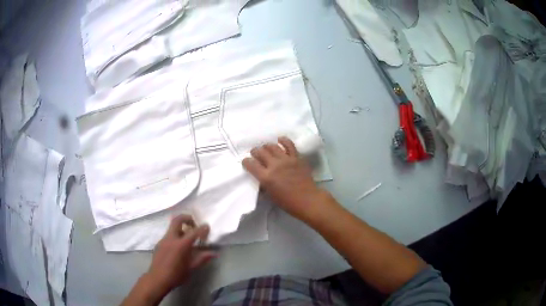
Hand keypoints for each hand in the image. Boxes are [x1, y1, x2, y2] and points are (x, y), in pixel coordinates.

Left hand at [144, 215, 215, 297]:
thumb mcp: (191, 268)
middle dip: (187, 218)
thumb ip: (202, 258)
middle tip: (194, 224)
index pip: (194, 232)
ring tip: (188, 237)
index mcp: (181, 245)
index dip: (202, 228)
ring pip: (172, 227)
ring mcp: (163, 240)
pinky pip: (169, 235)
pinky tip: (179, 246)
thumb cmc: (176, 275)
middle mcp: (171, 238)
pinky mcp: (159, 243)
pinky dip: (176, 235)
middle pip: (177, 220)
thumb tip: (214, 253)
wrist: (158, 279)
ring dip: (181, 227)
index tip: (207, 226)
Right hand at [242, 137, 327, 220]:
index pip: (251, 164)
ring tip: (265, 148)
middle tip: (255, 154)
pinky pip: (289, 144)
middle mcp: (274, 166)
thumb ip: (264, 183)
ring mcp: (286, 160)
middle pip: (260, 152)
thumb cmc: (287, 202)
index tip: (246, 162)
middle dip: (255, 152)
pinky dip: (283, 140)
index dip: (246, 161)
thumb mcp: (270, 195)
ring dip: (266, 146)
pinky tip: (280, 140)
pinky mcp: (296, 157)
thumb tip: (260, 177)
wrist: (307, 199)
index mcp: (266, 177)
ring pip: (272, 146)